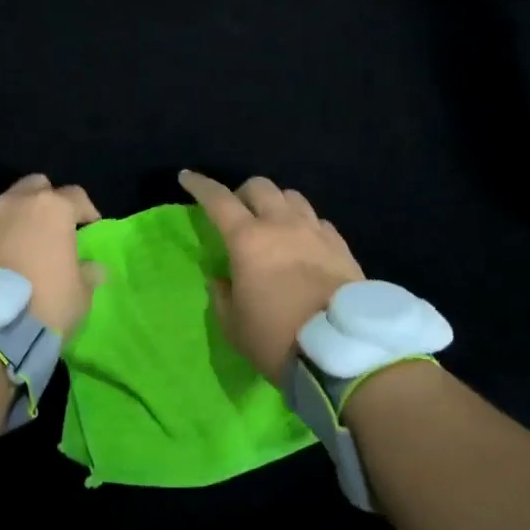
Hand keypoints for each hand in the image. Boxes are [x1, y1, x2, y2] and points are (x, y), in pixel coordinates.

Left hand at [0, 174, 102, 335]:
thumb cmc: (46, 301)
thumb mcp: (80, 293)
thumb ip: (87, 273)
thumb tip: (92, 268)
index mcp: (53, 208)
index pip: (77, 196)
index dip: (87, 211)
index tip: (91, 228)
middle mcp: (19, 203)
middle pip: (38, 187)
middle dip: (49, 201)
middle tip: (56, 227)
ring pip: (11, 204)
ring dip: (22, 218)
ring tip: (28, 244)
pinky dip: (2, 235)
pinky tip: (7, 259)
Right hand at [178, 170, 363, 384]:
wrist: (342, 352)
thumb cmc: (277, 338)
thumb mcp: (234, 326)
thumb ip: (222, 296)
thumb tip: (220, 279)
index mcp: (248, 240)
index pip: (218, 199)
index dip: (199, 185)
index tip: (187, 178)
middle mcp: (281, 225)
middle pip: (260, 186)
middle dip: (243, 193)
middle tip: (238, 214)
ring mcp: (315, 231)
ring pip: (292, 196)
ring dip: (276, 204)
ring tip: (273, 225)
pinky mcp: (340, 245)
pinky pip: (317, 220)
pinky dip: (304, 224)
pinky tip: (304, 243)